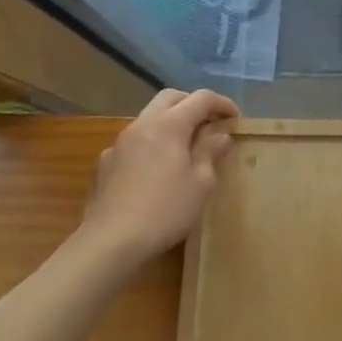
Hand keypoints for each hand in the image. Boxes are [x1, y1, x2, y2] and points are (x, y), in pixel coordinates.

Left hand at [78, 88, 238, 268]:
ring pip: (149, 118)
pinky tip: (155, 170)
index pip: (200, 98)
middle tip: (210, 123)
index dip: (222, 104)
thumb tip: (220, 134)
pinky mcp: (105, 164)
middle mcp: (142, 125)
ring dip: (170, 123)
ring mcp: (119, 144)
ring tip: (185, 146)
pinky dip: (151, 144)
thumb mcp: (201, 183)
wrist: (109, 242)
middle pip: (170, 98)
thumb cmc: (165, 210)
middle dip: (193, 104)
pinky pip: (134, 142)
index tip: (236, 118)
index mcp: (168, 125)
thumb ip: (210, 152)